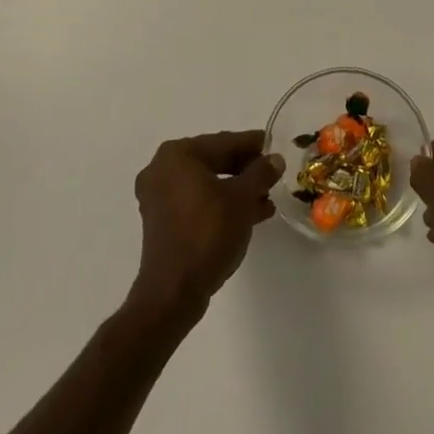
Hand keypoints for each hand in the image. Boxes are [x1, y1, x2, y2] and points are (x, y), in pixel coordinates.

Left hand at [131, 131, 282, 316]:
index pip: (223, 142)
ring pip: (207, 184)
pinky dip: (220, 205)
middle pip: (214, 161)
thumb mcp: (242, 199)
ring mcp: (158, 197)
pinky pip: (197, 202)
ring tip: (266, 200)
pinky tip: (249, 215)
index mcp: (177, 155)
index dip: (252, 145)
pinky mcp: (161, 222)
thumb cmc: (208, 233)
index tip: (274, 146)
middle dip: (245, 170)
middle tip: (272, 175)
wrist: (174, 291)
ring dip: (236, 190)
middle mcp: (162, 169)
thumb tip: (274, 159)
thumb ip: (260, 173)